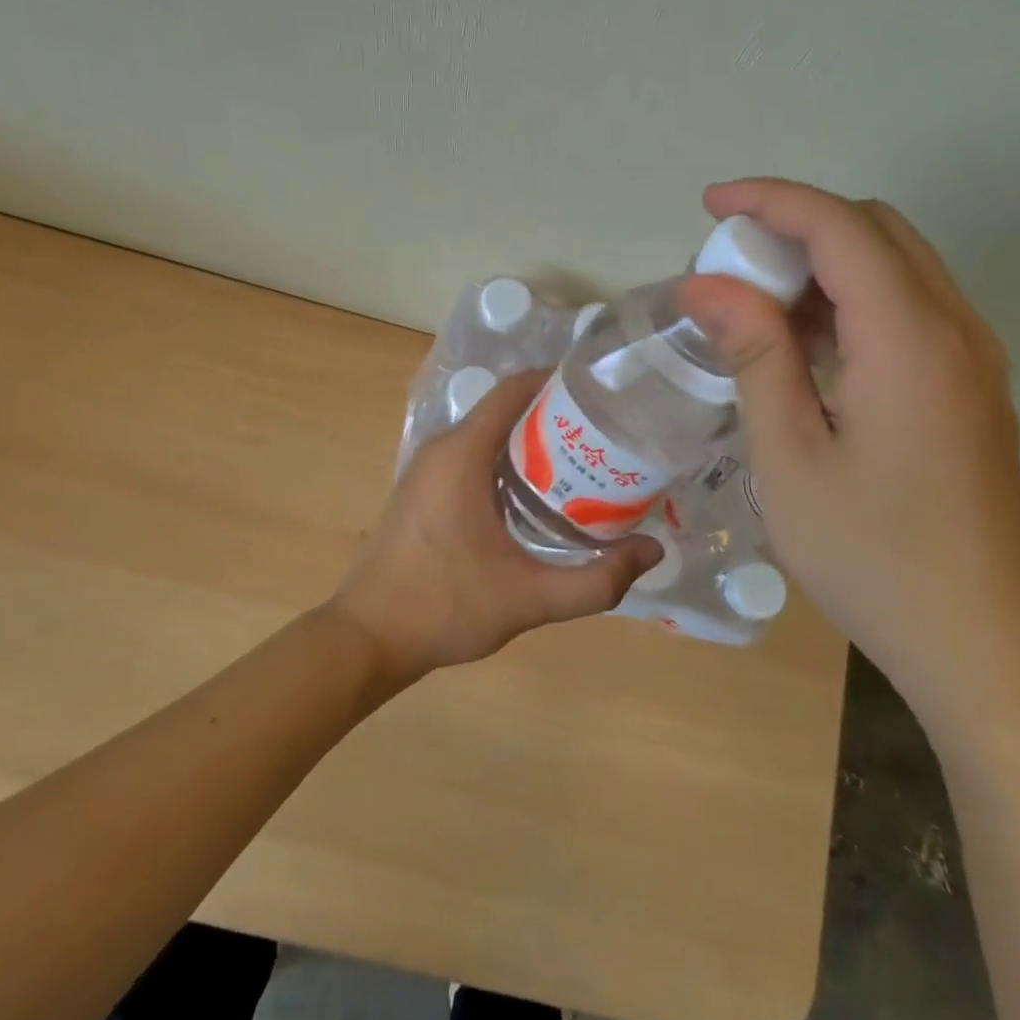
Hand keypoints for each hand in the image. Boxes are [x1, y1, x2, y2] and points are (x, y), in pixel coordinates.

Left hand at [330, 373, 659, 683]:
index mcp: (462, 453)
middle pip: (505, 409)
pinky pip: (473, 456)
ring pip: (489, 433)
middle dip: (555, 415)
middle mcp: (443, 448)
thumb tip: (652, 552)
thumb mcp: (528, 598)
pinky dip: (508, 460)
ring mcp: (428, 468)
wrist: (367, 638)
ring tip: (583, 461)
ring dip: (532, 440)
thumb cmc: (444, 607)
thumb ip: (595, 580)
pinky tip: (540, 494)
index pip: (514, 390)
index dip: (557, 382)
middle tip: (605, 434)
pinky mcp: (424, 489)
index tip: (601, 393)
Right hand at [677, 178, 1019, 717]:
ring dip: (824, 261)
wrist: (979, 643)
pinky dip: (852, 298)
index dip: (771, 200)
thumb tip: (706, 283)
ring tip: (758, 305)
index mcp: (909, 339)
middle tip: (732, 265)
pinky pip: (910, 306)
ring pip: (897, 264)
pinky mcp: (972, 385)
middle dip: (797, 224)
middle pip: (876, 229)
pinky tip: (807, 347)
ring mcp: (973, 357)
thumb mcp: (789, 455)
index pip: (840, 226)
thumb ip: (754, 354)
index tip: (710, 205)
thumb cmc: (870, 554)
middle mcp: (955, 328)